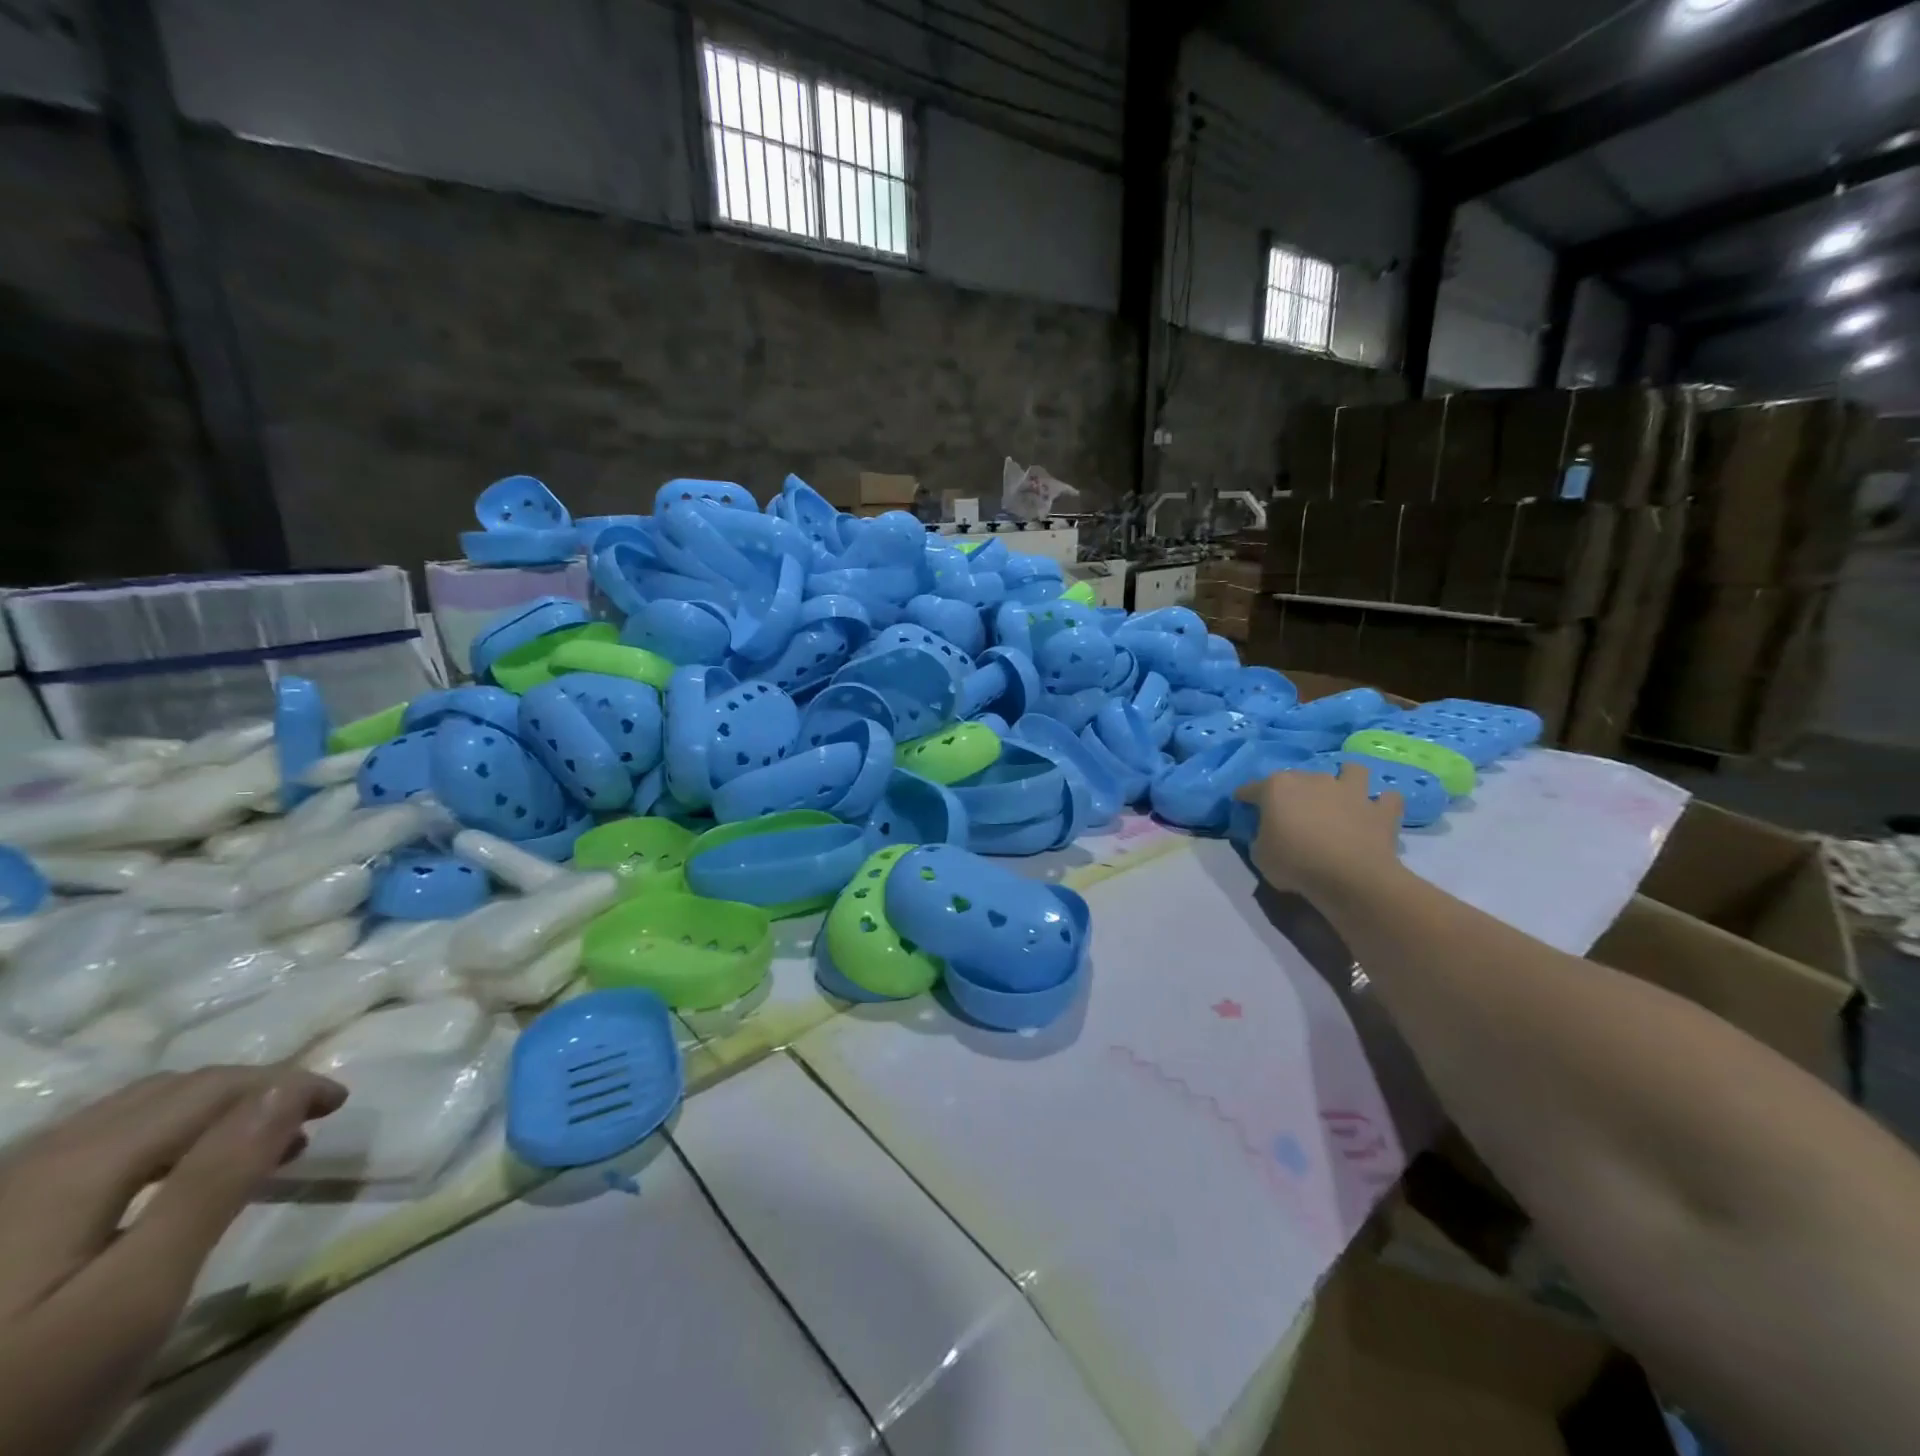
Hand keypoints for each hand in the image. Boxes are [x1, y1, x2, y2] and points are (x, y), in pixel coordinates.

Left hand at [0, 1066, 344, 1455]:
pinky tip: (169, 1177)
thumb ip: (213, 1184)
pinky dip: (162, 1138)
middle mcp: (35, 1160)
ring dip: (211, 1113)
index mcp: (80, 1167)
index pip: (212, 1090)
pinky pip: (95, 1146)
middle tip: (309, 1122)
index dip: (286, 1084)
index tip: (341, 1104)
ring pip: (130, 1115)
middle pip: (169, 1092)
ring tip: (258, 1146)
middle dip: (253, 1092)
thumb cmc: (23, 1396)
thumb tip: (287, 1089)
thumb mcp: (134, 1296)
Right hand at [1233, 762, 1402, 899]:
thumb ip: (1259, 837)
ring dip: (1346, 780)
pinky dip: (1381, 804)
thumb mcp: (1259, 855)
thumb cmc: (1295, 863)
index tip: (1243, 807)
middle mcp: (1313, 779)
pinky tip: (1375, 812)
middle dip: (1294, 790)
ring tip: (1341, 797)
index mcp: (1277, 787)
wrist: (1349, 877)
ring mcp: (1350, 791)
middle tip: (1293, 812)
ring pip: (1351, 771)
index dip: (1245, 798)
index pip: (1251, 788)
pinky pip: (1387, 799)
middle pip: (1298, 777)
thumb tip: (1265, 833)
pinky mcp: (1380, 809)